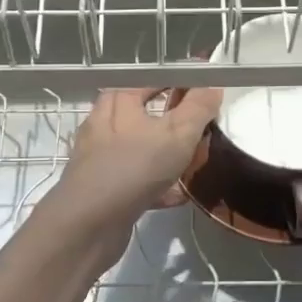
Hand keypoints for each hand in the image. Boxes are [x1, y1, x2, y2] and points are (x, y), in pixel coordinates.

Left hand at [49, 88, 222, 235]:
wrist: (88, 224)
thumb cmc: (134, 167)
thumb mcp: (177, 133)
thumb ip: (198, 107)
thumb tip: (213, 83)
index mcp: (119, 99)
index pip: (155, 78)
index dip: (183, 81)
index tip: (210, 91)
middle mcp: (105, 123)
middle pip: (147, 113)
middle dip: (176, 119)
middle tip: (204, 126)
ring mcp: (101, 156)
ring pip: (142, 147)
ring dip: (168, 153)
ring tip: (196, 161)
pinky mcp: (103, 186)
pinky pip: (137, 178)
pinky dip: (158, 184)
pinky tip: (178, 196)